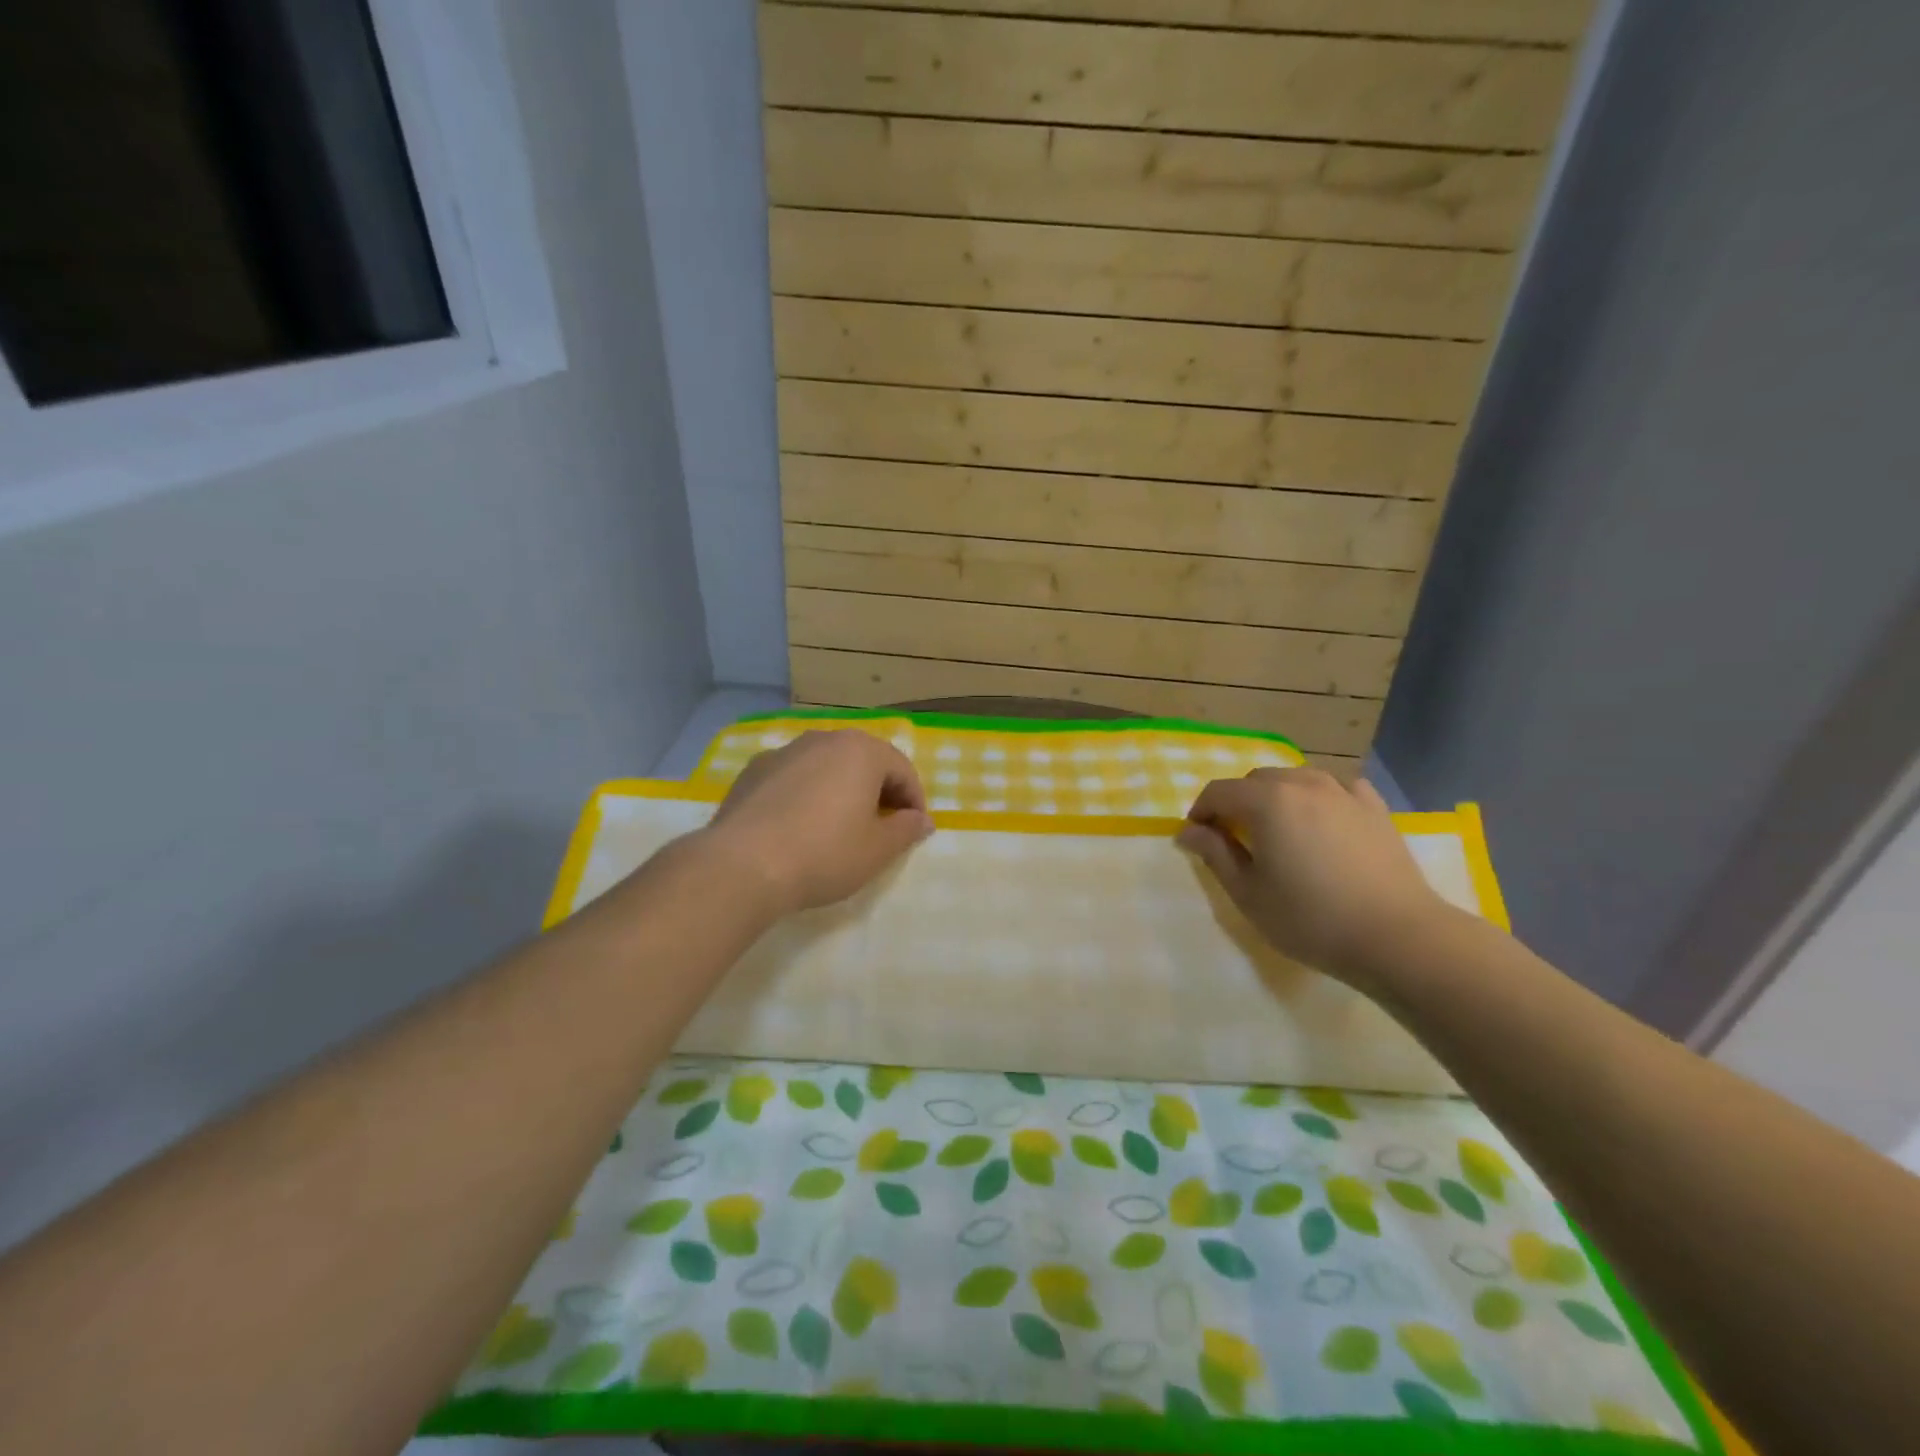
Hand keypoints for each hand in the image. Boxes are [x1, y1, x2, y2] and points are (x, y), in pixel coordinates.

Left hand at [702, 730, 932, 915]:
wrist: (742, 865)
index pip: (902, 769)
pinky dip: (805, 795)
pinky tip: (798, 827)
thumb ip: (907, 830)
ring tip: (838, 827)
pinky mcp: (753, 771)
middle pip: (864, 761)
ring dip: (840, 790)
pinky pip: (793, 778)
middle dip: (878, 791)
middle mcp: (823, 739)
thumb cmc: (824, 853)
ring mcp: (784, 752)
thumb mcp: (878, 850)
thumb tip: (921, 820)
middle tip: (880, 828)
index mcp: (861, 750)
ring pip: (826, 767)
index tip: (913, 831)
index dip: (914, 801)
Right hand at [1177, 767, 1455, 986]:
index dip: (1201, 811)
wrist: (1398, 937)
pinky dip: (1320, 797)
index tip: (1196, 837)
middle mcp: (1302, 784)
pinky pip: (1337, 787)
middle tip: (1235, 838)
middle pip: (1256, 780)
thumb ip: (1215, 855)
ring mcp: (1343, 792)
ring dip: (1276, 796)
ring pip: (1296, 778)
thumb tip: (1188, 831)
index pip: (1218, 792)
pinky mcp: (1374, 808)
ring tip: (1278, 829)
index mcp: (1267, 802)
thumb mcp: (1248, 894)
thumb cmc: (1311, 919)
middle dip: (1237, 802)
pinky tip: (1323, 820)